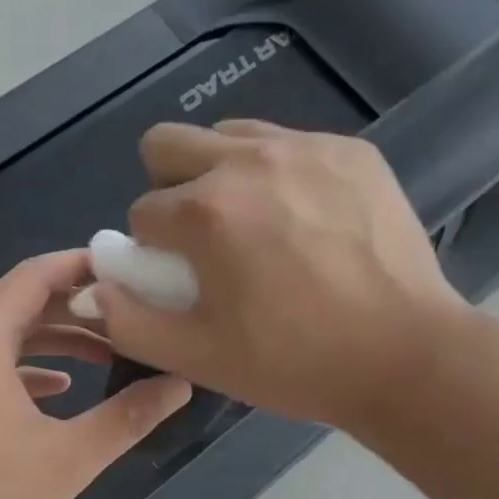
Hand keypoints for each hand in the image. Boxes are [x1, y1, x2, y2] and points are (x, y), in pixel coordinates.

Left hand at [0, 251, 190, 498]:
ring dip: (56, 341)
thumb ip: (129, 417)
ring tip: (109, 353)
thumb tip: (181, 384)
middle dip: (79, 307)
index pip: (34, 277)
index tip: (130, 269)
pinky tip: (60, 391)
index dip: (83, 266)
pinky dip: (28, 369)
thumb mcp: (70, 458)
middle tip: (133, 313)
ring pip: (5, 338)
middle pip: (21, 304)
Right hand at [93, 120, 471, 429]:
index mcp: (205, 211)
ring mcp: (308, 147)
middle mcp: (249, 160)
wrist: (406, 355)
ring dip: (226, 174)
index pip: (143, 213)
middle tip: (210, 240)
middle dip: (172, 189)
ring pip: (231, 134)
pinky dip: (285, 175)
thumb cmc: (297, 363)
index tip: (189, 281)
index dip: (156, 252)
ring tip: (264, 227)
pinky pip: (293, 143)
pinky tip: (315, 223)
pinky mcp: (354, 151)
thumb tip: (92, 285)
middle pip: (168, 145)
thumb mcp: (201, 358)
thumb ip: (131, 321)